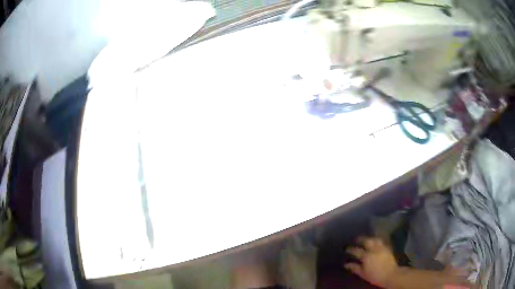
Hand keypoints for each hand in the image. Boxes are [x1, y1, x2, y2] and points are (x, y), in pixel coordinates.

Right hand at [345, 237, 398, 287]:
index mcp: (366, 256)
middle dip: (361, 239)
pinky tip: (375, 241)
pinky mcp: (387, 247)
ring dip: (369, 238)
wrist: (390, 274)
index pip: (356, 250)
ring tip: (366, 239)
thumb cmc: (375, 276)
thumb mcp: (363, 273)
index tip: (346, 248)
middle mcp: (374, 249)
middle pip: (367, 241)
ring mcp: (382, 247)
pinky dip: (377, 240)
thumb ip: (355, 267)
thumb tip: (346, 264)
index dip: (350, 249)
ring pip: (375, 239)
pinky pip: (381, 241)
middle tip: (356, 239)